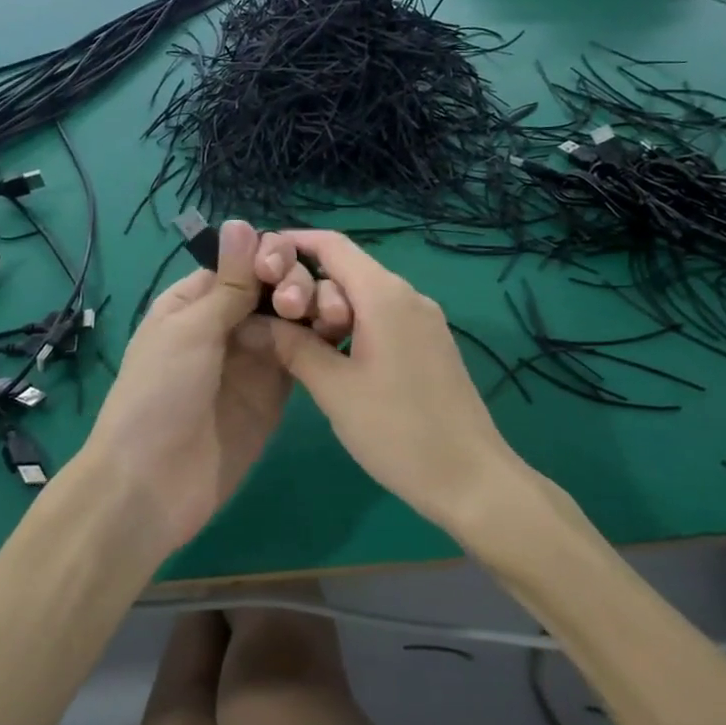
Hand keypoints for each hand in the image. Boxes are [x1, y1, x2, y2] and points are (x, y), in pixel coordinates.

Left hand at [82, 221, 312, 554]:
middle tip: (298, 302)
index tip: (282, 264)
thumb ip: (228, 283)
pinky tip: (338, 331)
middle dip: (290, 283)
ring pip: (291, 319)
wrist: (154, 484)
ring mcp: (253, 359)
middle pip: (270, 288)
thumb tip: (243, 221)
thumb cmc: (159, 395)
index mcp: (193, 301)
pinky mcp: (276, 392)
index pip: (239, 262)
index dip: (265, 255)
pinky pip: (301, 356)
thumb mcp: (190, 330)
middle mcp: (225, 324)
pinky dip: (318, 342)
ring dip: (310, 309)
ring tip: (329, 313)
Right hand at [262, 230, 519, 534]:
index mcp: (384, 295)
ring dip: (330, 315)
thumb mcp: (334, 389)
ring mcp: (424, 321)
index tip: (257, 265)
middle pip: (346, 272)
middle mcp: (408, 296)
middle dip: (309, 293)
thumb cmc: (397, 431)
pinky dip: (353, 329)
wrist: (471, 479)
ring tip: (310, 355)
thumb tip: (254, 322)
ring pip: (364, 298)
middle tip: (286, 333)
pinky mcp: (431, 344)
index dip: (292, 245)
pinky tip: (339, 363)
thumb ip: (293, 346)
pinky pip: (383, 320)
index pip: (332, 246)